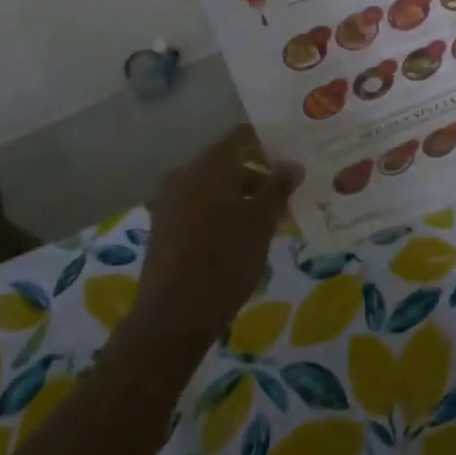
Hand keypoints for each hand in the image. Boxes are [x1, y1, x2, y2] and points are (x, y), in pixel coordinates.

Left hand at [135, 124, 301, 344]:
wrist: (172, 318)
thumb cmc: (224, 261)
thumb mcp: (261, 223)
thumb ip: (278, 188)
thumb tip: (292, 164)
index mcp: (209, 165)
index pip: (242, 136)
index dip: (269, 144)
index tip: (291, 162)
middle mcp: (185, 174)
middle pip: (227, 162)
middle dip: (257, 176)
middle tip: (286, 197)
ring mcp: (169, 200)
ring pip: (212, 186)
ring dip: (239, 197)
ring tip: (267, 222)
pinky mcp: (162, 226)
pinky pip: (197, 206)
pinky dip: (219, 212)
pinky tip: (238, 237)